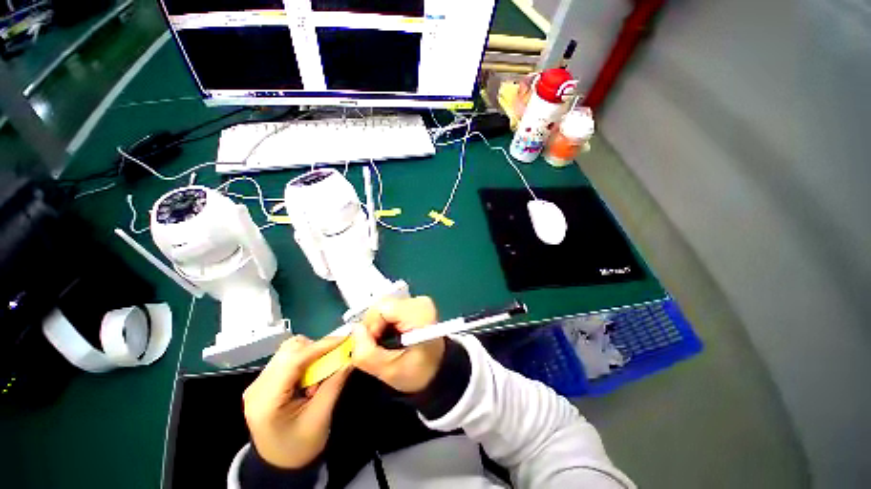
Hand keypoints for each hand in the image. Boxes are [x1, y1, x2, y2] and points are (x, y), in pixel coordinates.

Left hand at [243, 335, 350, 468]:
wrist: (280, 464)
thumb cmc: (300, 446)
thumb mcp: (321, 417)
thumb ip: (335, 383)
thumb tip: (351, 356)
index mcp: (266, 400)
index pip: (294, 360)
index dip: (321, 346)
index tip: (344, 339)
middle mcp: (257, 387)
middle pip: (289, 350)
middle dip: (315, 349)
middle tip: (331, 362)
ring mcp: (258, 383)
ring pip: (289, 351)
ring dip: (310, 355)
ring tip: (318, 375)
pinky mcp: (263, 381)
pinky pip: (287, 358)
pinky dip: (304, 361)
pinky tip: (309, 378)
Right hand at [352, 296, 444, 392]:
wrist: (438, 370)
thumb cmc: (418, 373)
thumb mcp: (389, 372)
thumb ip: (366, 353)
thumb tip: (355, 329)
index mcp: (419, 314)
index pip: (382, 308)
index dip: (371, 326)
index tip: (376, 345)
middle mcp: (420, 302)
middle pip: (381, 304)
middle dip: (374, 325)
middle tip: (380, 345)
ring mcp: (418, 301)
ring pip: (383, 305)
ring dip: (378, 324)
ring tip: (387, 341)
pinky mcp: (415, 303)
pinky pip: (390, 307)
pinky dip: (385, 321)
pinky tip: (392, 334)